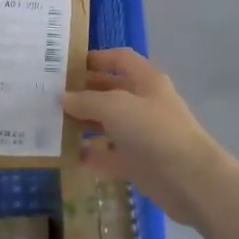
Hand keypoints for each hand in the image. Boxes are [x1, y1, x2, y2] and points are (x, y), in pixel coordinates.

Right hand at [62, 50, 231, 229]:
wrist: (189, 180)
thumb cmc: (153, 131)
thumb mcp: (115, 106)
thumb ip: (86, 100)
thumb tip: (63, 98)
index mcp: (146, 80)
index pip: (120, 59)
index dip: (96, 58)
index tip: (66, 65)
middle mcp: (144, 104)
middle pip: (110, 91)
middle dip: (83, 93)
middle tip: (49, 96)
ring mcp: (142, 135)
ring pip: (108, 124)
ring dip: (83, 124)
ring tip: (51, 124)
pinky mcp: (139, 163)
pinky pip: (109, 155)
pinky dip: (91, 155)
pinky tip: (67, 155)